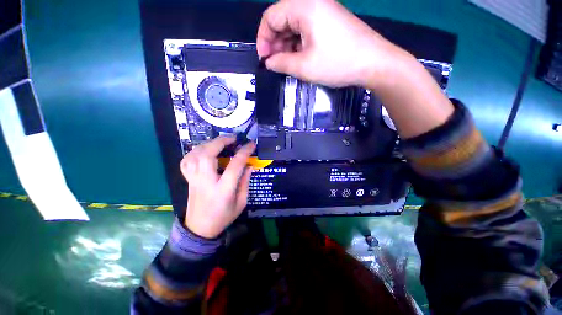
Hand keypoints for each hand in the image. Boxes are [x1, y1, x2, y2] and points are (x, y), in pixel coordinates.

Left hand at [180, 137, 254, 238]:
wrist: (200, 229)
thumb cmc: (223, 217)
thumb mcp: (241, 203)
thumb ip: (245, 183)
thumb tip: (249, 166)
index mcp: (223, 190)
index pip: (234, 166)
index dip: (244, 152)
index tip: (251, 145)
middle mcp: (206, 182)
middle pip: (208, 155)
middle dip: (220, 142)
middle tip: (232, 138)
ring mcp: (194, 180)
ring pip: (195, 155)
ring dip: (208, 144)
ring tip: (220, 142)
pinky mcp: (188, 179)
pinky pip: (187, 161)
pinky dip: (195, 151)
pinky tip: (204, 151)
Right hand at [256, 0, 412, 87]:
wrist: (373, 63)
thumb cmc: (337, 63)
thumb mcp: (304, 67)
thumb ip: (281, 63)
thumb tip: (269, 62)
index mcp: (304, 6)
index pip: (271, 16)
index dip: (263, 38)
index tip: (264, 59)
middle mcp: (312, 3)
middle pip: (282, 19)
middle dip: (275, 43)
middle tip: (275, 64)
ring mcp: (323, 11)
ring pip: (294, 26)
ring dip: (286, 45)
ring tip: (286, 64)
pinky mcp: (329, 22)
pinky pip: (306, 30)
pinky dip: (298, 44)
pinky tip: (299, 58)